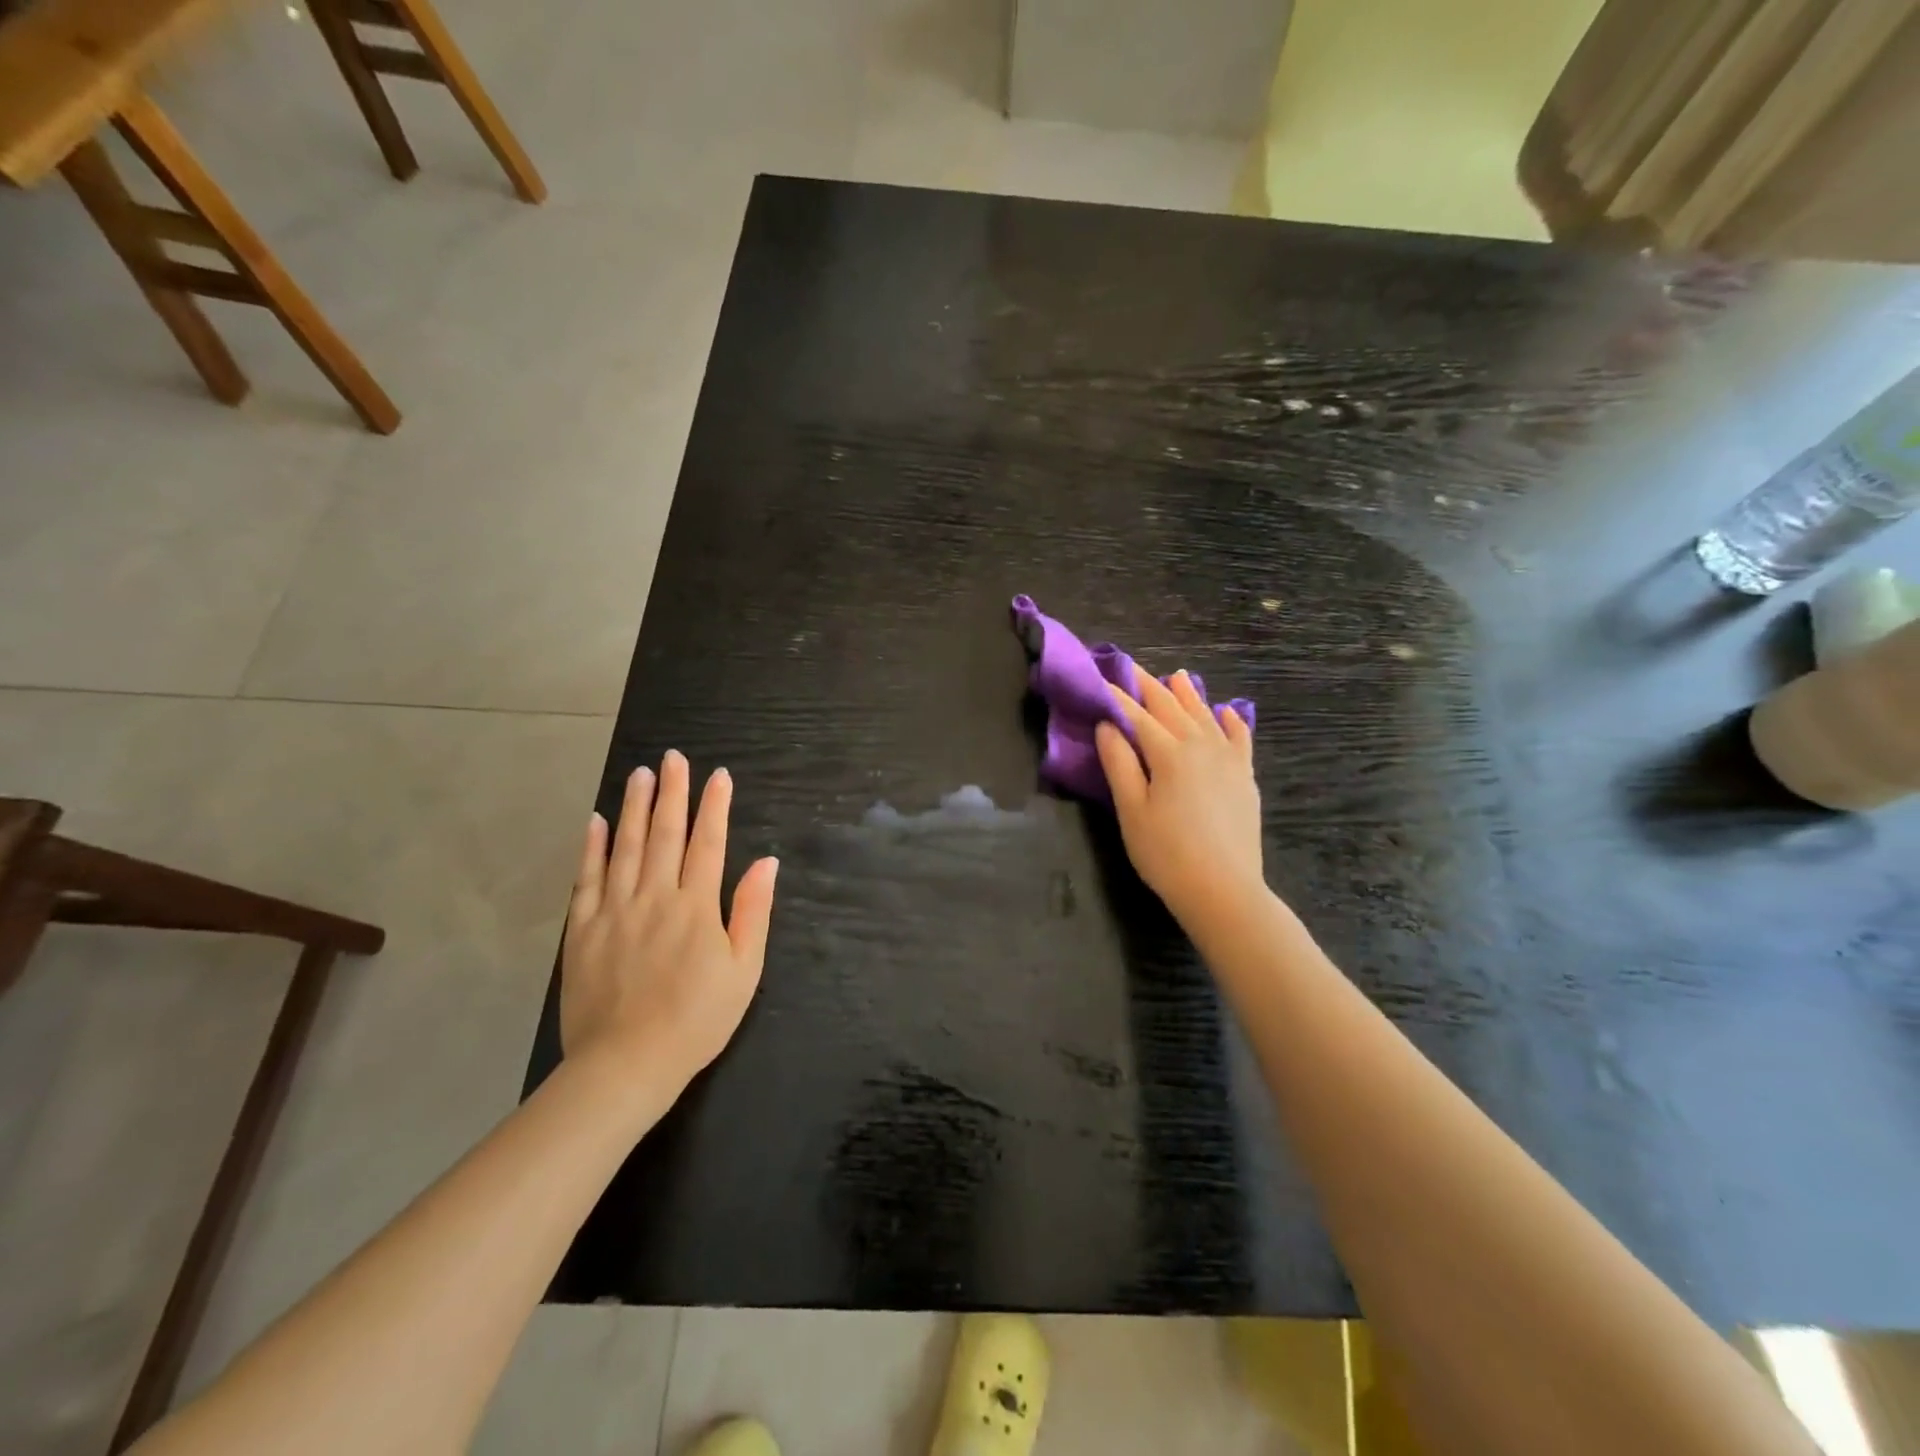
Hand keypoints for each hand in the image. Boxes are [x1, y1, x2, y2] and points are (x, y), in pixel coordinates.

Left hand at [561, 750, 778, 1098]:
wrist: (626, 1065)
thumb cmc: (697, 1019)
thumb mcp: (744, 971)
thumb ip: (753, 912)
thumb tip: (766, 862)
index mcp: (697, 907)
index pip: (708, 843)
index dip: (715, 806)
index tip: (718, 775)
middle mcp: (655, 897)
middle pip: (665, 834)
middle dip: (672, 793)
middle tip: (673, 758)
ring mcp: (614, 911)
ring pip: (625, 847)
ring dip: (634, 807)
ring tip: (640, 774)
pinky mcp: (583, 930)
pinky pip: (586, 879)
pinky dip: (592, 847)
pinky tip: (597, 821)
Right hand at [1095, 668, 1264, 927]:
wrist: (1223, 889)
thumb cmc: (1165, 853)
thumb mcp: (1131, 810)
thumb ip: (1119, 763)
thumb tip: (1107, 725)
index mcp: (1168, 752)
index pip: (1136, 715)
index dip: (1116, 696)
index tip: (1100, 678)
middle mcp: (1201, 745)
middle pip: (1170, 707)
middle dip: (1148, 686)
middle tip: (1130, 667)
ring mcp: (1228, 759)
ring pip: (1205, 716)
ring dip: (1187, 694)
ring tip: (1175, 676)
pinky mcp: (1244, 776)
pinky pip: (1240, 738)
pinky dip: (1231, 721)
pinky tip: (1226, 711)